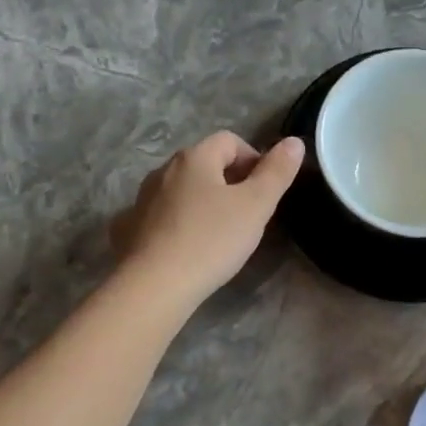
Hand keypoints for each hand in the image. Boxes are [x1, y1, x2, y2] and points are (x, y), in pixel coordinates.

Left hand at [111, 132, 304, 308]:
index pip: (230, 140)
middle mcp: (164, 170)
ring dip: (205, 201)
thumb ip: (277, 172)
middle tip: (249, 214)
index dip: (254, 159)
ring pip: (183, 189)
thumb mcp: (256, 206)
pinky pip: (163, 214)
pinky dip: (180, 221)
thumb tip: (294, 142)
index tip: (267, 190)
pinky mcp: (131, 227)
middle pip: (205, 163)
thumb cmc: (212, 240)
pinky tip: (189, 246)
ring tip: (221, 232)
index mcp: (194, 158)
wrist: (155, 285)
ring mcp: (143, 198)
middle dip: (230, 181)